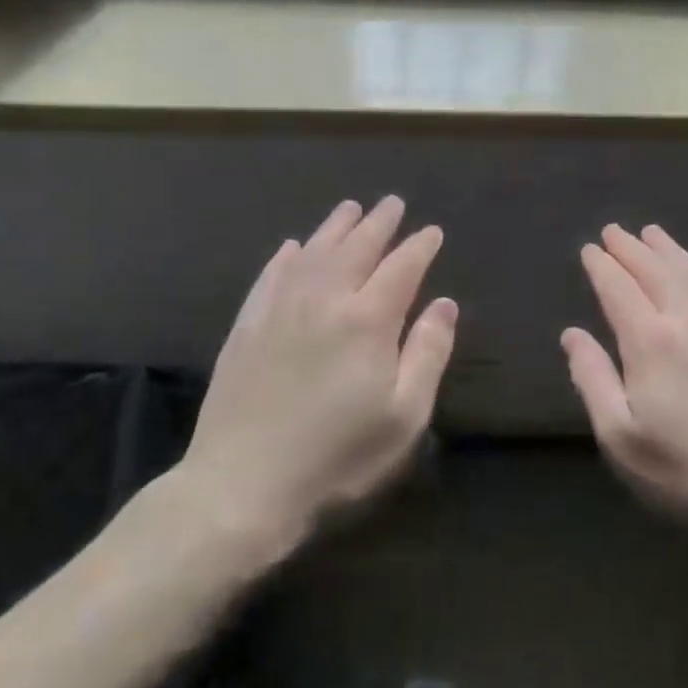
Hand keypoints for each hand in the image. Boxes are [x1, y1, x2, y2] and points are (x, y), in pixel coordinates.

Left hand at [170, 197, 456, 562]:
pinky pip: (270, 276)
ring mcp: (279, 310)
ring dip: (335, 227)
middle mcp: (324, 300)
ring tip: (349, 208)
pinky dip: (286, 257)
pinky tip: (291, 248)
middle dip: (379, 223)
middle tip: (392, 203)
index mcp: (368, 320)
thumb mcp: (403, 416)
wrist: (242, 484)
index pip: (401, 268)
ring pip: (313, 252)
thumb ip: (428, 353)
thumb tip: (445, 304)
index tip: (431, 231)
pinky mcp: (247, 327)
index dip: (419, 247)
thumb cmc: (337, 456)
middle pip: (357, 248)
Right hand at [563, 224, 687, 541]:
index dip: (602, 267)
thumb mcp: (623, 437)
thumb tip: (572, 334)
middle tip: (613, 231)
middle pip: (654, 270)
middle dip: (630, 248)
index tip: (590, 250)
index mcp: (650, 342)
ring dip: (667, 249)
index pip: (618, 289)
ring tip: (651, 232)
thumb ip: (593, 379)